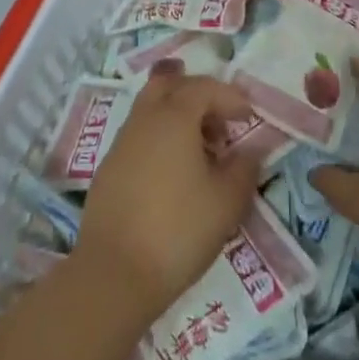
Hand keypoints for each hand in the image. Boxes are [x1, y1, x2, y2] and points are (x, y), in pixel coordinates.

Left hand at [74, 74, 261, 315]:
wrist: (114, 275)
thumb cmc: (179, 230)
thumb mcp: (227, 201)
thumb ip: (244, 168)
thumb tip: (250, 150)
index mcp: (174, 117)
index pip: (204, 87)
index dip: (230, 96)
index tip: (248, 117)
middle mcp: (144, 120)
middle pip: (169, 85)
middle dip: (197, 94)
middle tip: (219, 121)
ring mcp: (121, 144)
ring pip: (150, 110)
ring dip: (178, 118)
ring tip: (201, 152)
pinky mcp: (108, 170)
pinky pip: (139, 137)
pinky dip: (160, 140)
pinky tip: (174, 175)